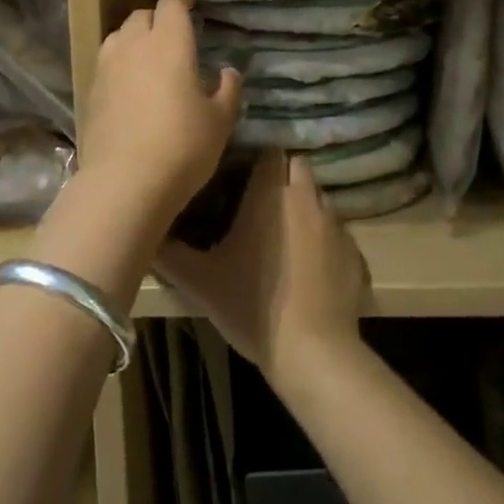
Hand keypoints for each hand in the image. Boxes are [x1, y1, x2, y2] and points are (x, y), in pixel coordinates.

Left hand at [78, 0, 242, 228]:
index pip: (171, 4)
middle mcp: (135, 45)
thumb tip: (229, 72)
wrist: (124, 183)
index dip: (181, 1)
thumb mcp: (219, 121)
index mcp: (170, 43)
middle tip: (172, 37)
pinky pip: (106, 63)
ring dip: (134, 38)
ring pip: (119, 36)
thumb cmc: (182, 147)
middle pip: (141, 15)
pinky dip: (119, 64)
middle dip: (157, 19)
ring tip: (147, 58)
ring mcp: (107, 66)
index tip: (191, 8)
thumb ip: (228, 90)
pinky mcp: (90, 90)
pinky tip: (129, 86)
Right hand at [158, 154, 369, 392]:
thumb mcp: (199, 282)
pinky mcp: (356, 253)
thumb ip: (170, 253)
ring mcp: (337, 224)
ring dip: (304, 208)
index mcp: (271, 192)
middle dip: (282, 177)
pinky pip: (338, 234)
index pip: (270, 150)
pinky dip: (325, 242)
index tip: (241, 174)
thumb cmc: (252, 306)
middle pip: (298, 167)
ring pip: (319, 198)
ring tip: (285, 237)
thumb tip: (147, 233)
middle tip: (260, 205)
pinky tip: (310, 269)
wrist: (313, 353)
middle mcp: (307, 197)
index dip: (257, 158)